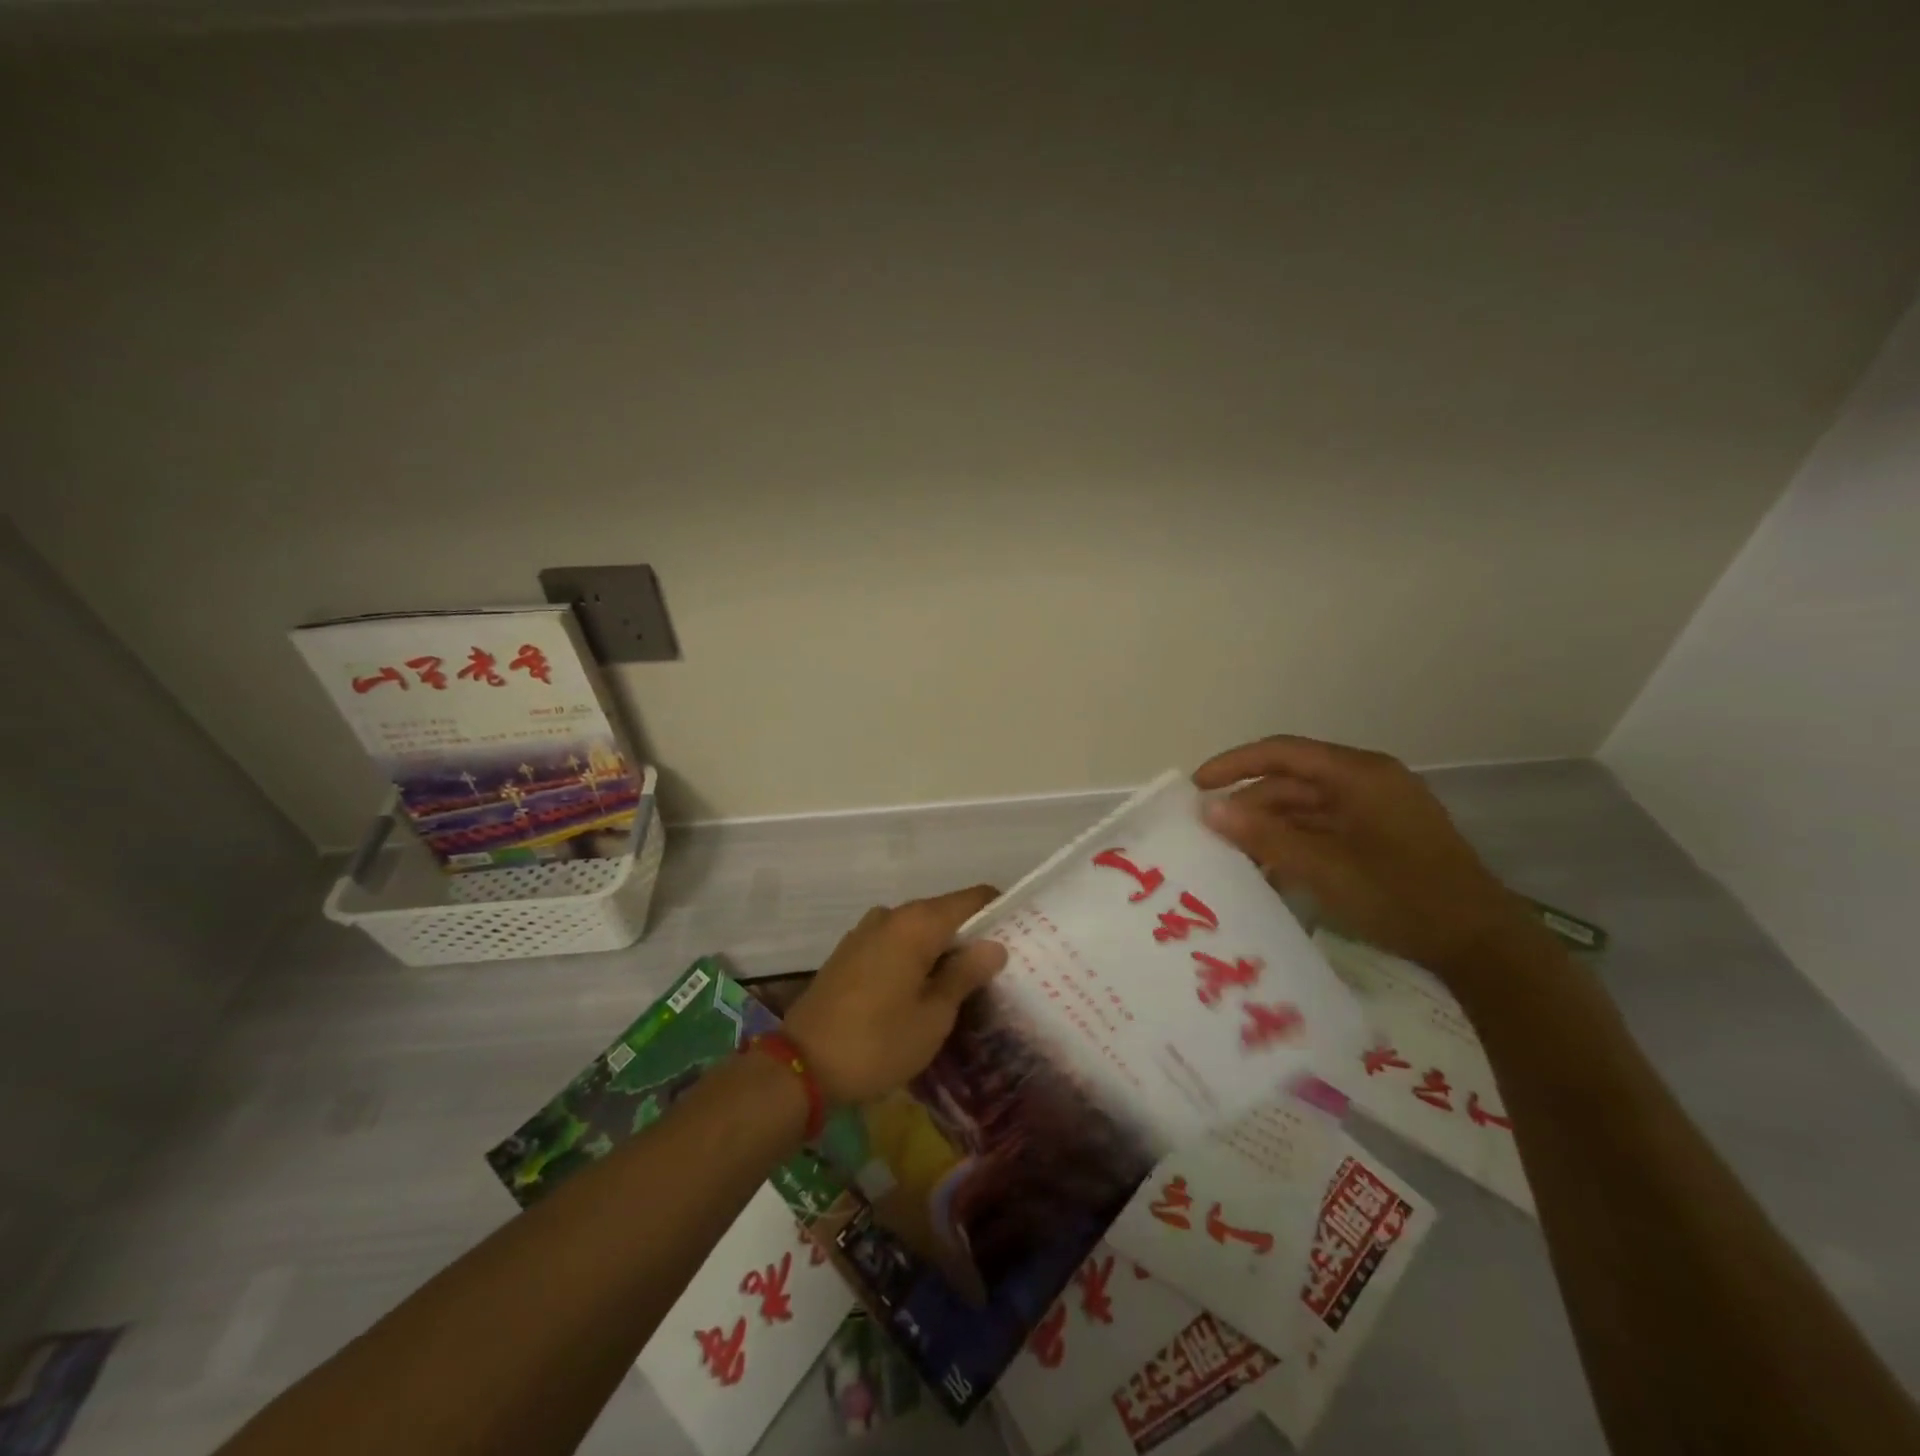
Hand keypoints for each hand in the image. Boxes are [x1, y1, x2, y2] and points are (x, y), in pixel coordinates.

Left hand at [784, 886, 1008, 1105]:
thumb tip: (995, 945)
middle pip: (944, 912)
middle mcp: (891, 916)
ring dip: (941, 947)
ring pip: (918, 929)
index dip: (999, 911)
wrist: (801, 1066)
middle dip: (971, 934)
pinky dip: (915, 956)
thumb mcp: (933, 1016)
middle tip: (1000, 966)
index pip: (972, 899)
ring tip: (965, 981)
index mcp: (917, 923)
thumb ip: (965, 974)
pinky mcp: (849, 952)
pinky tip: (924, 986)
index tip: (1022, 934)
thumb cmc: (877, 1042)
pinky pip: (894, 942)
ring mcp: (866, 931)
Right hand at [1193, 735, 1533, 977]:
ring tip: (1235, 857)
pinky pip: (1325, 830)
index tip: (1197, 786)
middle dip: (1250, 805)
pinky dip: (1295, 845)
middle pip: (1293, 782)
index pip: (1282, 752)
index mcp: (1359, 774)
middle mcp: (1368, 782)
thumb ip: (1264, 836)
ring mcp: (1378, 810)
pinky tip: (1272, 872)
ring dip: (1270, 829)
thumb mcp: (1323, 867)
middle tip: (1211, 833)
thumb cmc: (1401, 896)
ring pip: (1306, 809)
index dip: (1234, 764)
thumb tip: (1209, 810)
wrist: (1482, 946)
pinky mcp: (1383, 838)